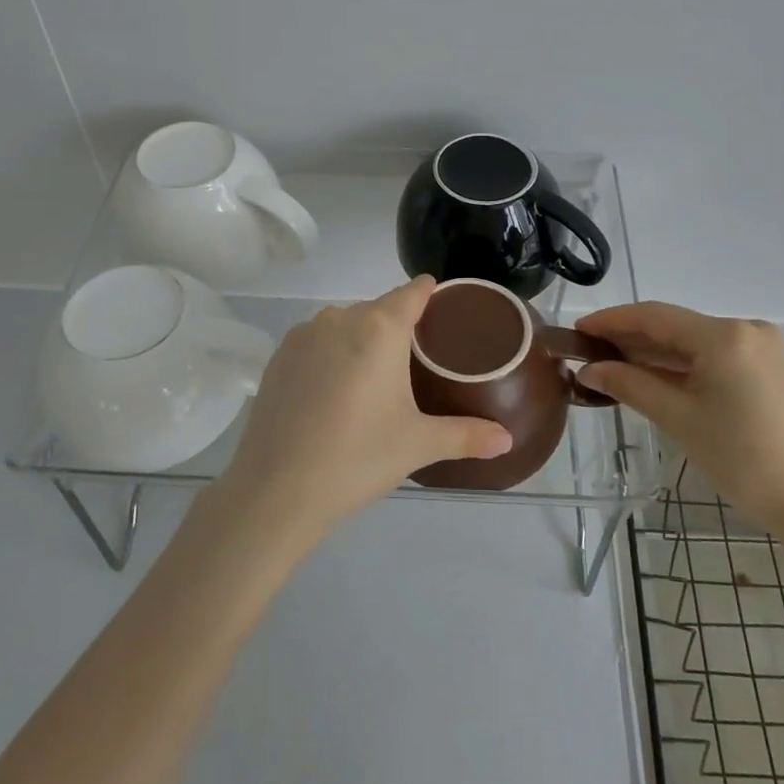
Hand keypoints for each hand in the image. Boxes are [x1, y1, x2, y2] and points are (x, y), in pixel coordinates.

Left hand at [216, 276, 511, 549]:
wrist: (275, 491)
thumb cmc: (357, 459)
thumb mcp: (418, 445)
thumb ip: (466, 435)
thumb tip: (508, 440)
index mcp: (379, 328)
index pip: (413, 292)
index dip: (431, 294)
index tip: (445, 308)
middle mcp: (339, 318)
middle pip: (379, 310)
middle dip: (398, 329)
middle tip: (415, 366)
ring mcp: (303, 335)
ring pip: (345, 326)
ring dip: (361, 343)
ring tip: (373, 383)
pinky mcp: (278, 357)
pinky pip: (317, 343)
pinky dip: (331, 357)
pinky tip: (334, 394)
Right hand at [577, 303, 783, 531]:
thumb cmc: (740, 458)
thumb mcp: (677, 418)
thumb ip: (629, 384)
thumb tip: (587, 369)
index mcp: (724, 335)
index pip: (654, 316)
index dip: (612, 320)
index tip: (577, 330)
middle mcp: (744, 329)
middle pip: (673, 326)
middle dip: (630, 338)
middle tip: (588, 351)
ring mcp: (759, 347)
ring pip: (691, 341)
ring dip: (652, 352)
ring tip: (609, 364)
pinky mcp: (764, 367)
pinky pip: (710, 355)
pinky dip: (679, 365)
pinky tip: (648, 374)